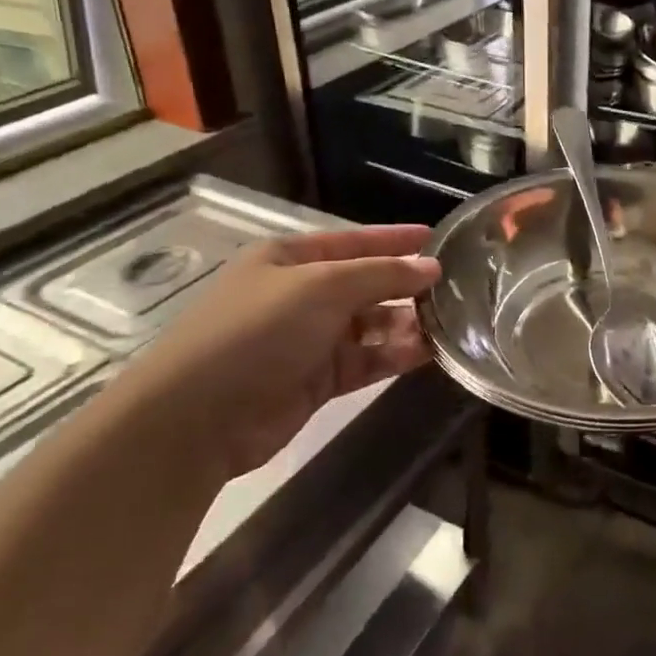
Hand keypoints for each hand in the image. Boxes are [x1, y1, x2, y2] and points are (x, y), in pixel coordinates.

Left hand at [113, 225, 441, 481]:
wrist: (198, 417)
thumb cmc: (257, 332)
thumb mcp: (321, 288)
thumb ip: (380, 275)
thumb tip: (431, 267)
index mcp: (289, 259)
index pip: (352, 241)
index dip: (393, 239)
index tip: (437, 238)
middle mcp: (300, 295)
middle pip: (365, 284)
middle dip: (406, 285)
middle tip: (457, 288)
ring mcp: (308, 339)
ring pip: (370, 325)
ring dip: (406, 324)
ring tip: (452, 323)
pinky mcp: (317, 380)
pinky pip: (366, 360)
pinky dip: (394, 355)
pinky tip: (428, 353)